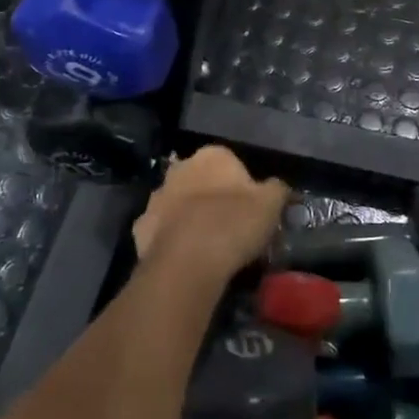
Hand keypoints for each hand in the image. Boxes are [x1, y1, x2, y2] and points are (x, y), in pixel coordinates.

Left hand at [134, 146, 290, 283]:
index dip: (242, 186)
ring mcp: (157, 197)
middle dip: (211, 196)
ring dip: (188, 216)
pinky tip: (183, 258)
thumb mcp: (271, 205)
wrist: (186, 262)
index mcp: (212, 156)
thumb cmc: (233, 224)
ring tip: (206, 245)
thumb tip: (278, 187)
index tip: (250, 209)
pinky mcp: (140, 227)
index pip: (230, 162)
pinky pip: (160, 230)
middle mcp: (180, 168)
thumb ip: (277, 190)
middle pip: (200, 179)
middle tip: (228, 225)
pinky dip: (170, 239)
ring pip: (177, 203)